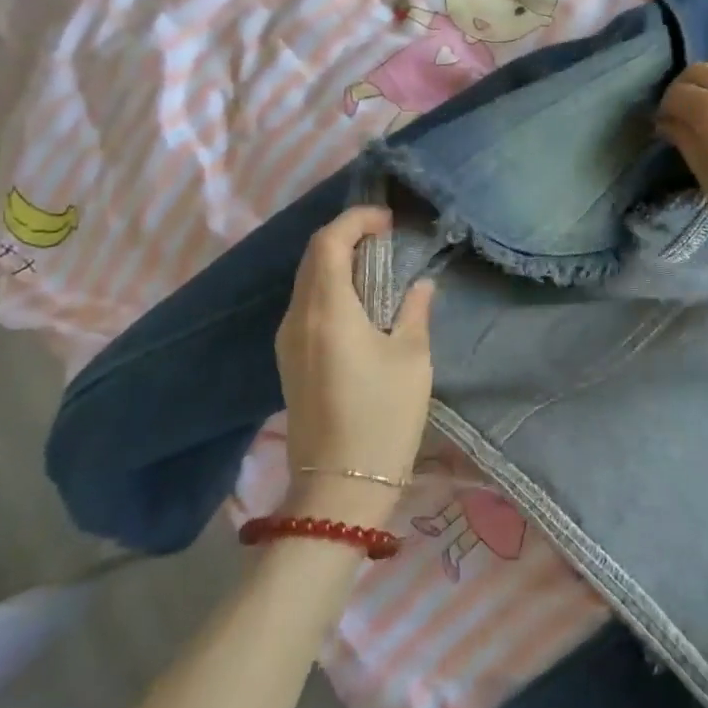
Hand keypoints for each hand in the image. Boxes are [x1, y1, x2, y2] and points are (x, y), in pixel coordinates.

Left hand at [275, 206, 435, 523]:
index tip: (388, 220)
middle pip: (312, 257)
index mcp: (326, 309)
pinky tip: (358, 302)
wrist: (339, 488)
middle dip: (346, 236)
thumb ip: (415, 311)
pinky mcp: (289, 360)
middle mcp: (297, 317)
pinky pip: (305, 305)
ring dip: (336, 262)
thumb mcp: (411, 359)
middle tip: (384, 238)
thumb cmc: (382, 417)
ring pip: (306, 281)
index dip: (356, 220)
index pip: (329, 242)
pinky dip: (329, 288)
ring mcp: (287, 340)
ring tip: (376, 266)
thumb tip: (421, 284)